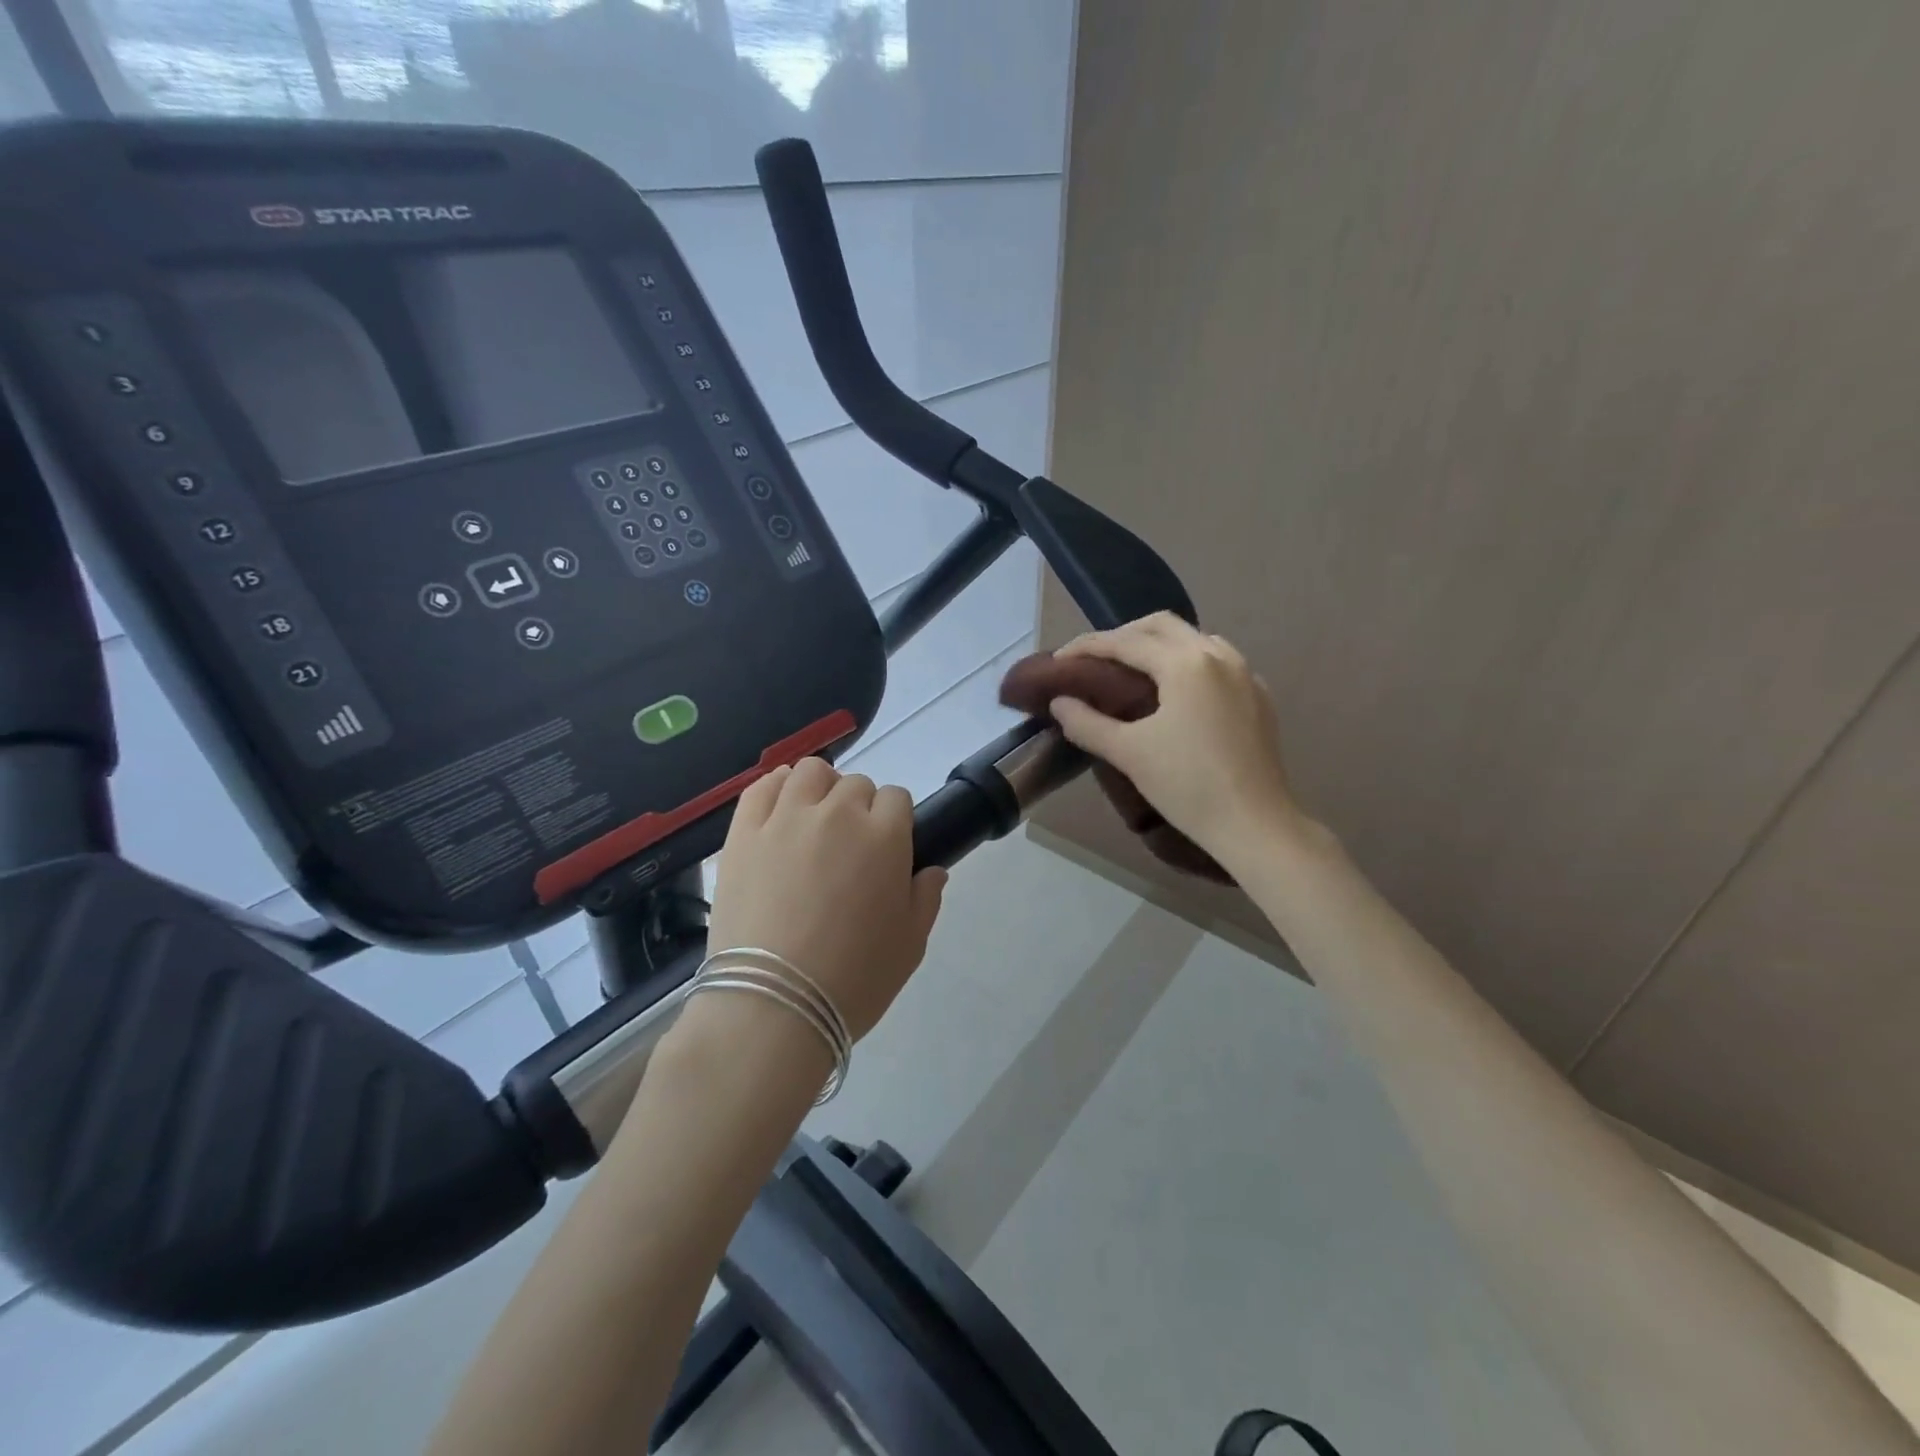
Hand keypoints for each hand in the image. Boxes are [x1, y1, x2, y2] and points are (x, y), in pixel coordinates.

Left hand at [703, 758, 947, 1040]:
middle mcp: (837, 813)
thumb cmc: (854, 979)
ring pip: (810, 772)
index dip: (895, 821)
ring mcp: (785, 818)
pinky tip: (780, 807)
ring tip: (814, 819)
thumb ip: (927, 899)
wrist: (773, 1005)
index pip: (897, 798)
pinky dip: (776, 787)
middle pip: (856, 784)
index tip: (887, 849)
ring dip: (821, 788)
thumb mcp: (910, 946)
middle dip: (860, 808)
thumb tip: (932, 871)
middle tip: (850, 848)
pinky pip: (762, 786)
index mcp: (884, 836)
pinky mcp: (743, 832)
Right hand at [1050, 613, 1309, 867]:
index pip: (1125, 642)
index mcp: (1185, 663)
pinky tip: (1177, 692)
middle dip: (1124, 635)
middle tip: (1095, 660)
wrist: (1254, 825)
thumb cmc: (1187, 786)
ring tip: (1133, 672)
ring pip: (1194, 638)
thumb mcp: (1128, 753)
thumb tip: (1059, 703)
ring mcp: (1245, 673)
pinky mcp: (1259, 696)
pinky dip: (1187, 663)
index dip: (1087, 646)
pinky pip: (1218, 661)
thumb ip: (1087, 723)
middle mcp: (1218, 655)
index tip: (1060, 659)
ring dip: (1158, 645)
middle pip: (1162, 626)